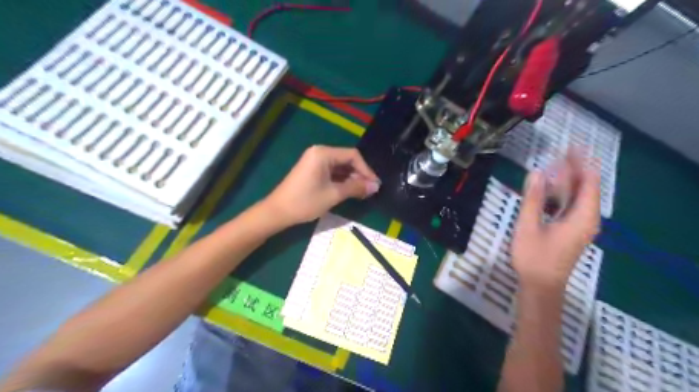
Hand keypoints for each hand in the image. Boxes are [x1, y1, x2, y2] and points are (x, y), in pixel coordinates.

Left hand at [263, 146, 381, 226]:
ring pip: (340, 167)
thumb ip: (356, 188)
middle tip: (370, 190)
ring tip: (363, 193)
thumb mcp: (333, 195)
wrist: (278, 212)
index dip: (366, 170)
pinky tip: (350, 191)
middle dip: (359, 175)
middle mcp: (320, 153)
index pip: (352, 155)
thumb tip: (375, 186)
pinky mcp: (312, 170)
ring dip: (352, 179)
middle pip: (346, 160)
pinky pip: (332, 172)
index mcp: (323, 153)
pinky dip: (342, 180)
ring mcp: (315, 161)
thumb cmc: (305, 201)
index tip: (375, 184)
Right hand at [512, 151, 603, 291]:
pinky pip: (571, 206)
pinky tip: (549, 190)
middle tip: (559, 152)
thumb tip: (536, 172)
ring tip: (552, 166)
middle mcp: (587, 219)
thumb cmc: (533, 257)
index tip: (570, 147)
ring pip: (578, 197)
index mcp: (582, 217)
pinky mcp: (572, 231)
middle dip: (573, 169)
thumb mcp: (528, 226)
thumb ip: (533, 199)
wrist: (540, 286)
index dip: (581, 163)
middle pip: (585, 188)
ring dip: (566, 181)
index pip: (588, 182)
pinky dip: (562, 195)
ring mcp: (580, 226)